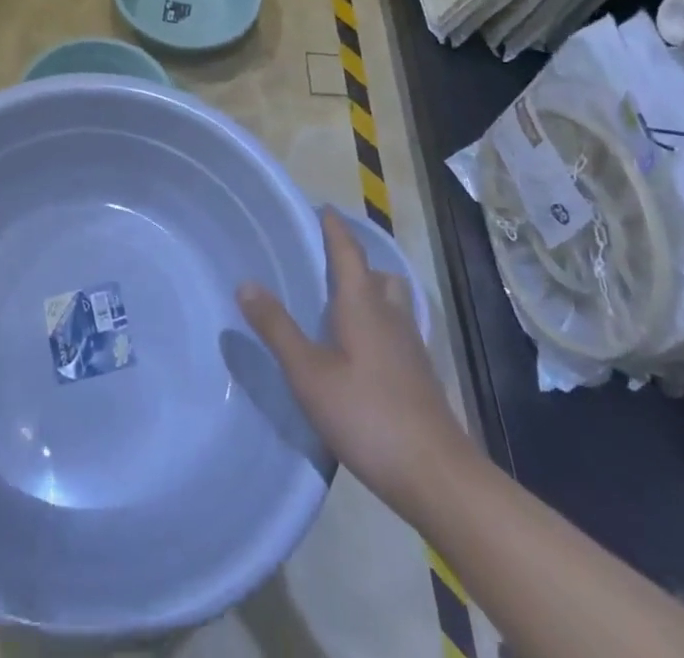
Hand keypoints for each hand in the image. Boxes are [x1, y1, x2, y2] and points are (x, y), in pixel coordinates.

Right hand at [238, 208, 467, 507]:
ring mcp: (410, 346)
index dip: (335, 228)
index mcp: (363, 304)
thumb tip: (245, 282)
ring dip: (370, 293)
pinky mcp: (419, 376)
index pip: (349, 251)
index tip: (322, 208)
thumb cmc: (368, 415)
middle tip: (324, 264)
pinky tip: (359, 352)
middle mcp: (390, 315)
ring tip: (339, 306)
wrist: (437, 476)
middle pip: (376, 274)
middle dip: (354, 262)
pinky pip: (396, 330)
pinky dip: (378, 325)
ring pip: (391, 303)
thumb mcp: (309, 373)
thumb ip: (277, 328)